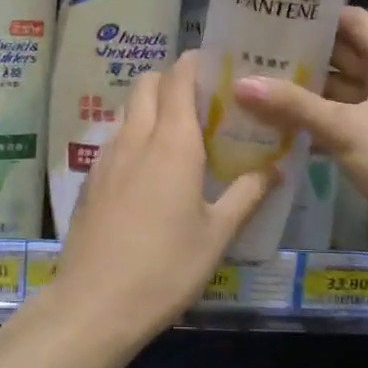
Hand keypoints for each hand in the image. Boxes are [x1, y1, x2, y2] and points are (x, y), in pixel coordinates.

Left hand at [58, 51, 275, 341]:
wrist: (95, 304)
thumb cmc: (166, 268)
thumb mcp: (218, 235)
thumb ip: (248, 194)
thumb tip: (277, 166)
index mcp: (171, 142)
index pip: (178, 78)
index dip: (195, 63)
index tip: (218, 66)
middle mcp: (135, 138)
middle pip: (147, 84)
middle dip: (172, 80)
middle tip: (203, 103)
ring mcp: (106, 157)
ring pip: (128, 110)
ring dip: (151, 107)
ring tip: (180, 135)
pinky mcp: (90, 180)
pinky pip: (115, 140)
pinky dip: (134, 136)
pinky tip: (149, 172)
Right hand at [233, 6, 367, 273]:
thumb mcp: (347, 130)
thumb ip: (293, 105)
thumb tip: (240, 84)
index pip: (351, 21)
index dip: (313, 15)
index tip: (268, 15)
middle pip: (340, 55)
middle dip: (299, 53)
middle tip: (247, 50)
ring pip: (335, 91)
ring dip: (299, 90)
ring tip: (250, 82)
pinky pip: (336, 121)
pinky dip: (308, 121)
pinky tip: (269, 123)